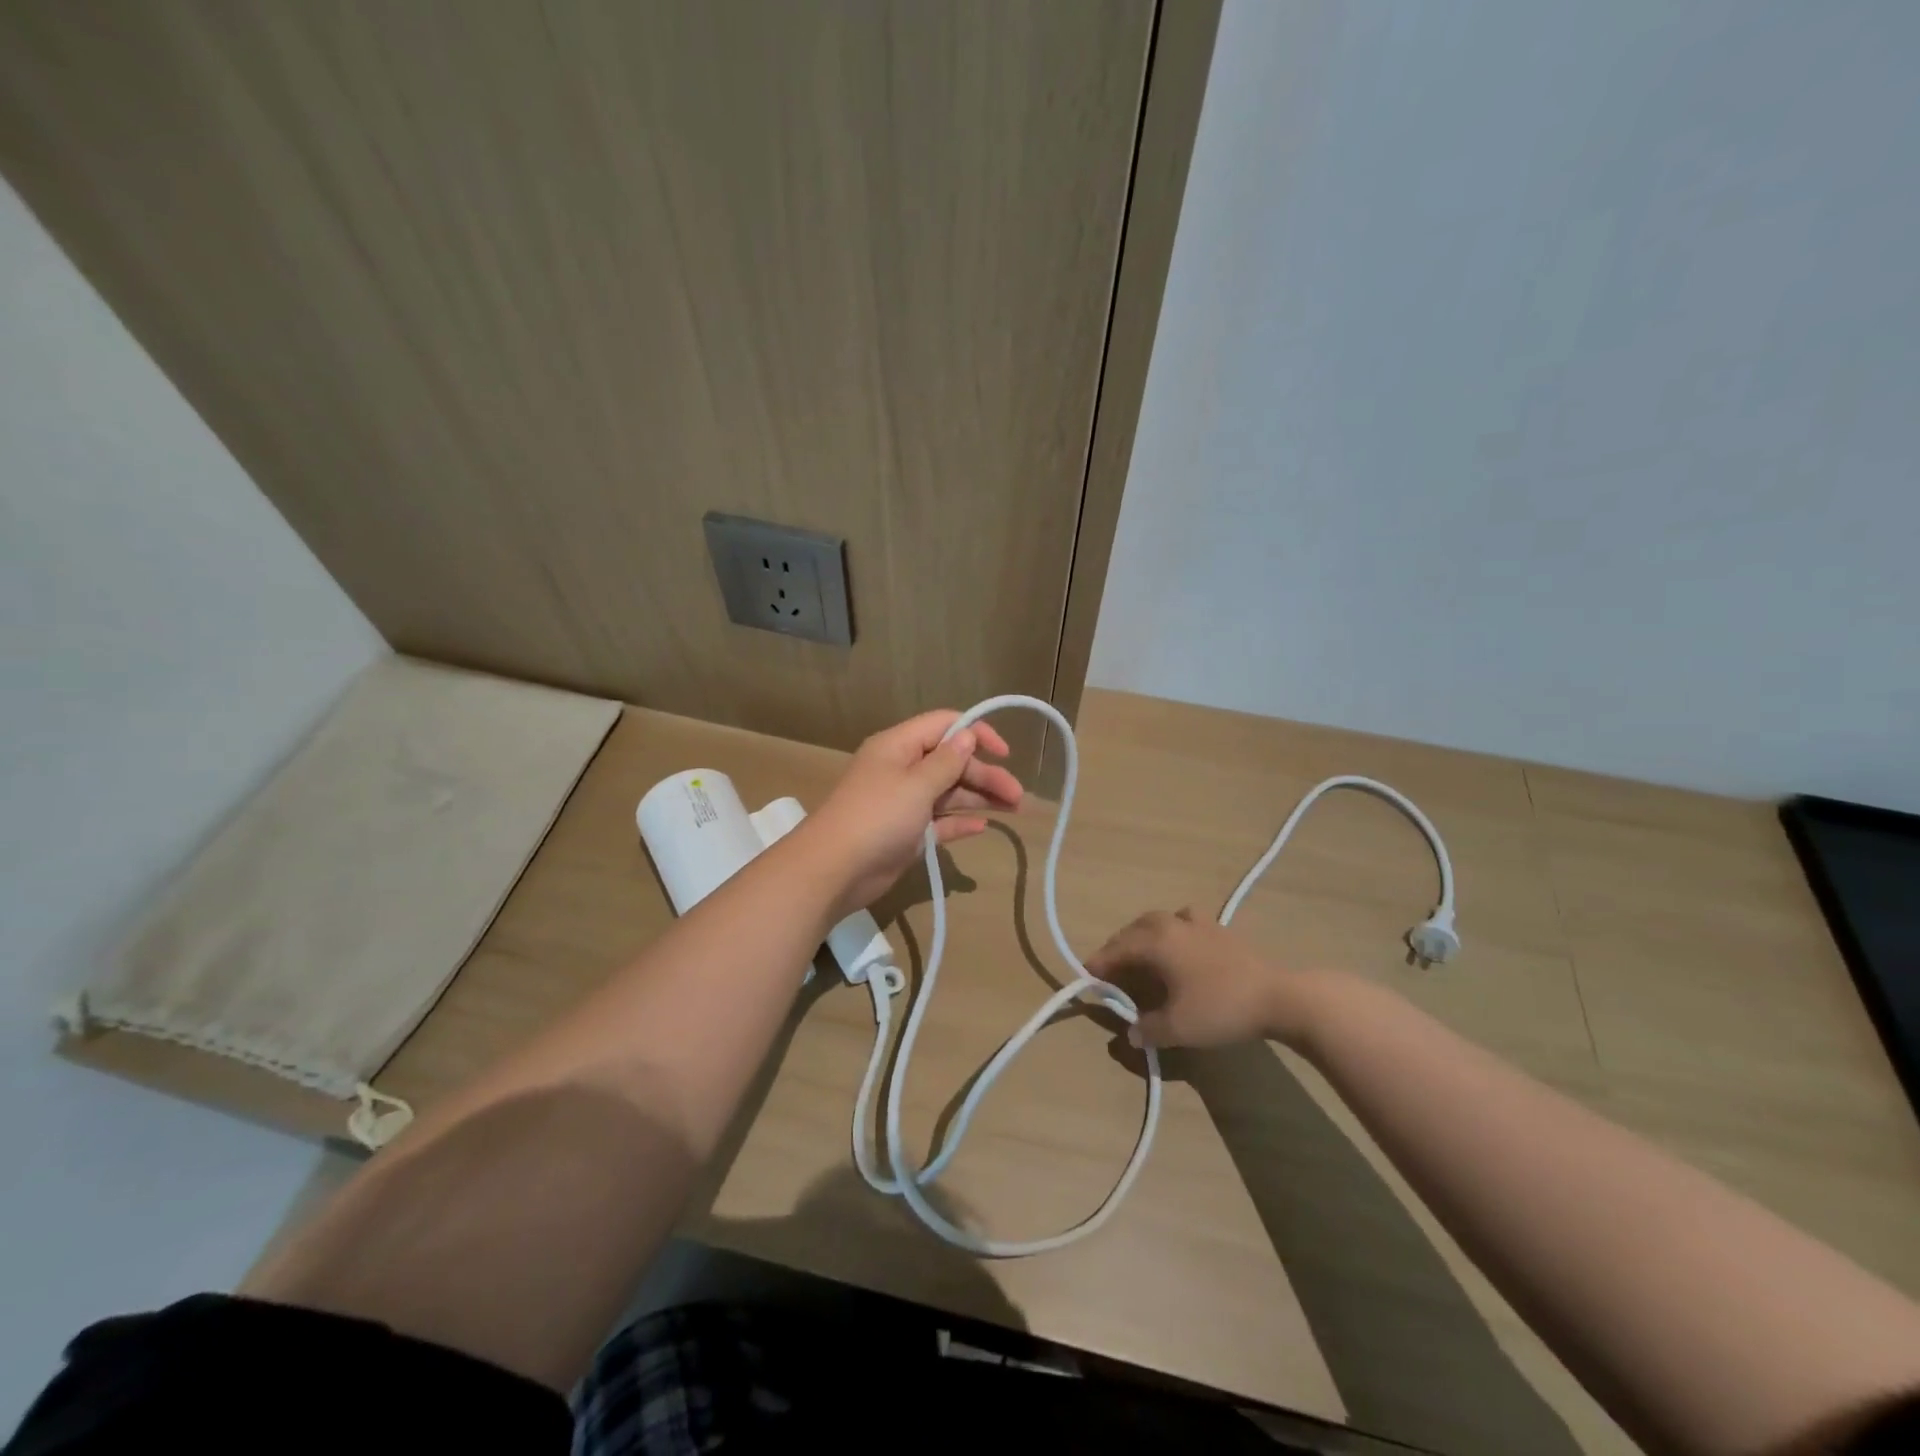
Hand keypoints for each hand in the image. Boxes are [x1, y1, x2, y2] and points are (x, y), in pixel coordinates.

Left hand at [805, 710, 1022, 917]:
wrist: (834, 870)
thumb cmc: (877, 817)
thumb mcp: (916, 784)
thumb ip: (947, 761)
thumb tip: (968, 735)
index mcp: (899, 746)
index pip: (944, 725)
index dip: (976, 733)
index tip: (1004, 752)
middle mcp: (903, 769)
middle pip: (952, 762)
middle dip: (985, 775)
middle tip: (1018, 796)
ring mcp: (904, 802)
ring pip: (949, 792)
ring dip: (979, 798)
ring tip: (1014, 809)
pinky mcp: (907, 832)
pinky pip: (939, 821)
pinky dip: (960, 822)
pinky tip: (983, 827)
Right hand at [1087, 909, 1317, 1049]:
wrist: (1278, 997)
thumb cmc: (1220, 1008)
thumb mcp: (1177, 1028)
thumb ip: (1147, 1029)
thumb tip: (1130, 1032)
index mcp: (1154, 942)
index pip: (1115, 950)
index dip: (1098, 966)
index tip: (1086, 980)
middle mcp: (1170, 924)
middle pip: (1132, 931)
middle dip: (1118, 949)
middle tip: (1110, 972)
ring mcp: (1196, 922)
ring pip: (1157, 922)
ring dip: (1142, 936)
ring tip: (1141, 956)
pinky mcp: (1218, 928)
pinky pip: (1182, 922)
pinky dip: (1171, 932)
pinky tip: (1179, 947)